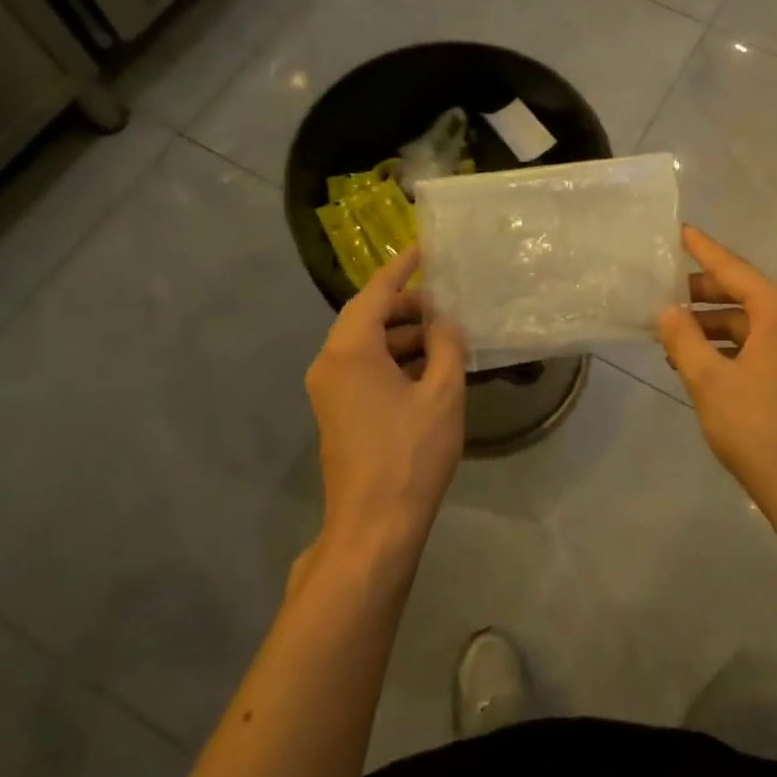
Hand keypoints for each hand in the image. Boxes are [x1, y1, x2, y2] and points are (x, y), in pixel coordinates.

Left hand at [305, 248, 465, 562]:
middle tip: (447, 303)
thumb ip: (446, 347)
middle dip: (407, 307)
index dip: (402, 269)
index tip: (425, 249)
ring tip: (446, 337)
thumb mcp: (442, 393)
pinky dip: (394, 361)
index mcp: (349, 350)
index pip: (375, 293)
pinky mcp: (337, 414)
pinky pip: (364, 370)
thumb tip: (445, 322)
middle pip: (367, 318)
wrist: (374, 527)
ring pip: (366, 346)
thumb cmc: (410, 454)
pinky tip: (429, 369)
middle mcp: (330, 364)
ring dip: (403, 337)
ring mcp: (329, 391)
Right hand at [658, 226, 776, 510]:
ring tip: (672, 337)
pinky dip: (730, 346)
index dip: (702, 250)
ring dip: (712, 326)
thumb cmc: (757, 427)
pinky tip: (699, 361)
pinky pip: (762, 344)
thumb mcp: (709, 380)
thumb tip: (667, 311)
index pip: (733, 268)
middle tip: (662, 296)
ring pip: (751, 322)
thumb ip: (683, 338)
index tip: (680, 230)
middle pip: (743, 293)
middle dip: (702, 295)